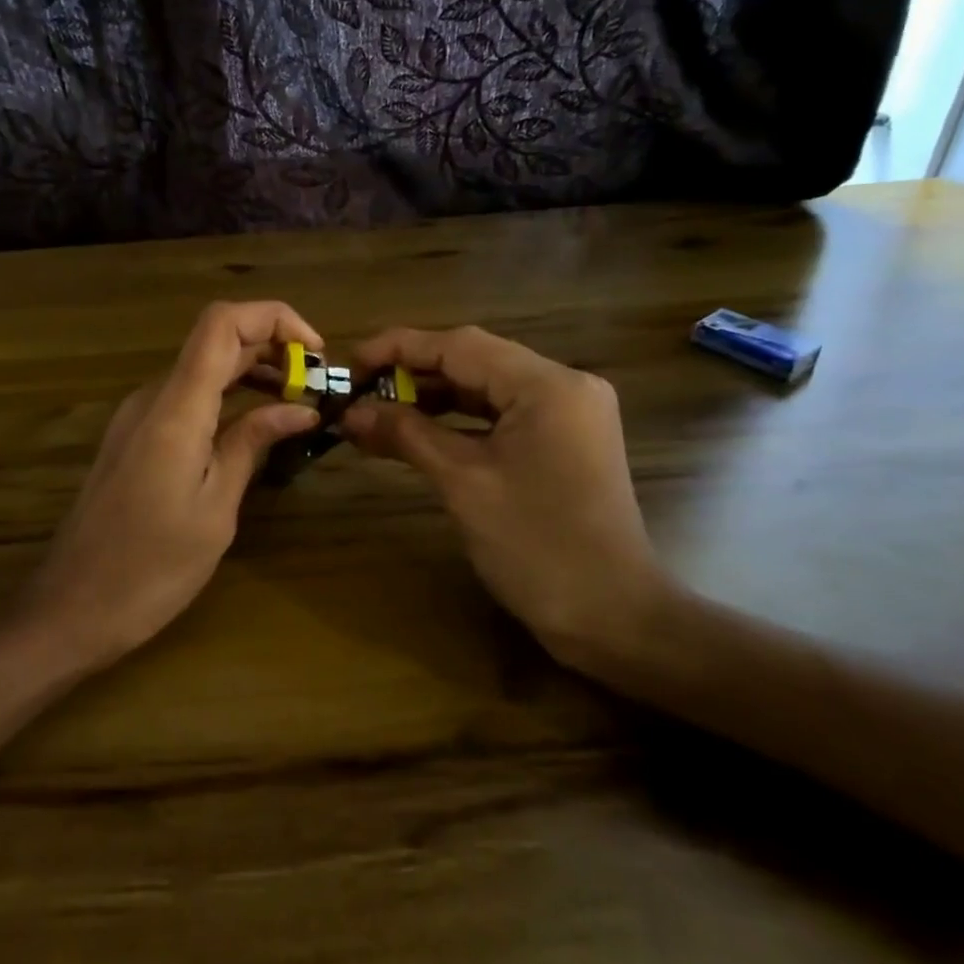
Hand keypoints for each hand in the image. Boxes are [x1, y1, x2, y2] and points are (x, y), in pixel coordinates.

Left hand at [22, 301, 322, 668]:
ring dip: (251, 373)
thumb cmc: (151, 569)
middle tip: (317, 387)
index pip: (223, 323)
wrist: (71, 609)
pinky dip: (226, 397)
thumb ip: (252, 443)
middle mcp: (151, 397)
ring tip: (296, 404)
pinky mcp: (132, 437)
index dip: (275, 319)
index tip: (316, 353)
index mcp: (176, 408)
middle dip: (272, 349)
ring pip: (201, 368)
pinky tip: (253, 427)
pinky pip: (185, 397)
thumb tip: (300, 408)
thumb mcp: (215, 508)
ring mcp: (137, 416)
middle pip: (216, 341)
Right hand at [340, 326, 680, 679]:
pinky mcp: (564, 441)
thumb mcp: (464, 484)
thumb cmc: (537, 547)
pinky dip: (459, 423)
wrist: (613, 617)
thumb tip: (351, 412)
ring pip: (486, 389)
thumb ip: (407, 435)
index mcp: (547, 385)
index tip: (350, 363)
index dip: (398, 347)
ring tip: (378, 411)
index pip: (460, 345)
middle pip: (474, 362)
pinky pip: (501, 417)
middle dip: (413, 373)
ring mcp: (567, 414)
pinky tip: (418, 432)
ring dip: (433, 398)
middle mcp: (563, 386)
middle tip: (358, 390)